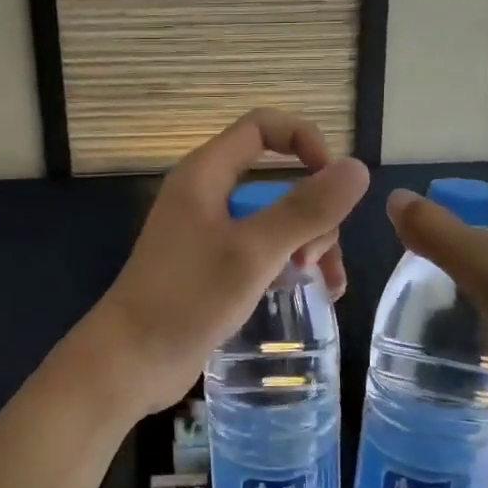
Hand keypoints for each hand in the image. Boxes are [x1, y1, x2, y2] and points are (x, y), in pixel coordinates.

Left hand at [87, 109, 369, 415]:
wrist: (131, 360)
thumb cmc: (187, 298)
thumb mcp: (253, 252)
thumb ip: (305, 210)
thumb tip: (357, 169)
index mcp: (206, 174)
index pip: (263, 127)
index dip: (304, 140)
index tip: (333, 182)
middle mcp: (208, 195)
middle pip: (278, 179)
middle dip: (311, 213)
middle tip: (312, 258)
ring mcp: (211, 233)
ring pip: (277, 219)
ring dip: (309, 243)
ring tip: (324, 284)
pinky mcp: (215, 268)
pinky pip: (264, 251)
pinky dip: (290, 264)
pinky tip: (314, 292)